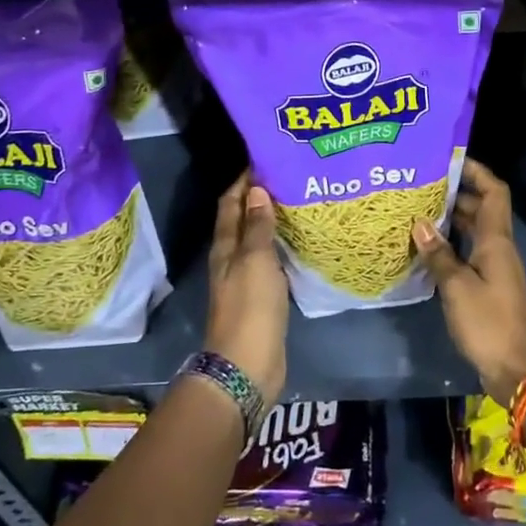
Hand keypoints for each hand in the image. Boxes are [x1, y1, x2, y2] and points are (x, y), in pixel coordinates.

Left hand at [206, 172, 288, 405]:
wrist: (248, 365)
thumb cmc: (251, 308)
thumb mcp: (256, 261)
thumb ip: (258, 226)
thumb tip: (257, 189)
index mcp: (225, 247)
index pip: (230, 203)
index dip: (244, 181)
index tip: (266, 159)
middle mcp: (232, 259)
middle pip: (242, 219)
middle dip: (260, 197)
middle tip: (289, 176)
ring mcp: (246, 279)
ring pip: (257, 240)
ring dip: (271, 221)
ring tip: (298, 202)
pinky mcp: (262, 297)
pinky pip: (271, 261)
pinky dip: (281, 245)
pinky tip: (300, 241)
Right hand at [413, 159, 525, 406]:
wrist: (518, 368)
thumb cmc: (489, 322)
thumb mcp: (458, 287)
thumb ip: (439, 254)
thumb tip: (419, 223)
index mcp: (496, 239)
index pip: (493, 191)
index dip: (476, 171)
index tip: (449, 159)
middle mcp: (498, 247)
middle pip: (480, 208)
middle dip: (454, 193)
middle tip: (420, 185)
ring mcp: (493, 268)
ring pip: (472, 231)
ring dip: (449, 220)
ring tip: (416, 211)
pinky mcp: (487, 287)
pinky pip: (468, 253)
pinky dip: (450, 246)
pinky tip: (425, 249)